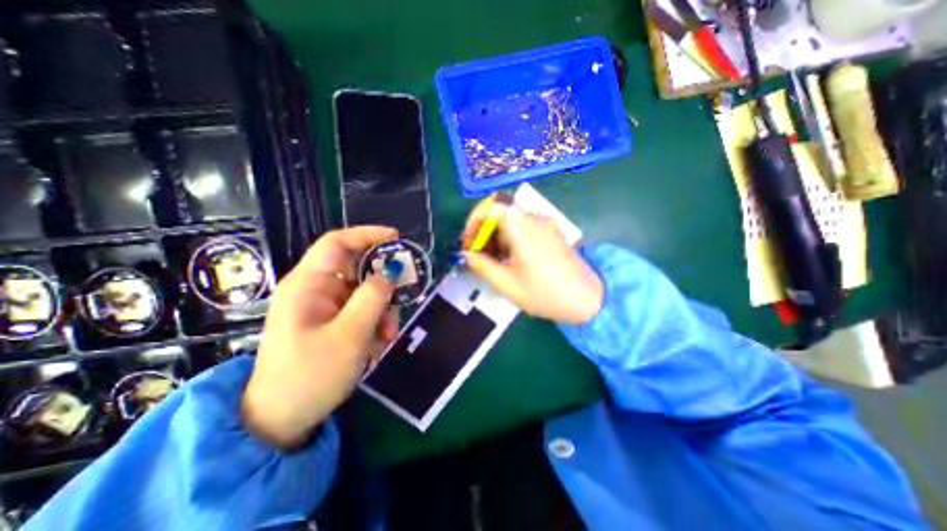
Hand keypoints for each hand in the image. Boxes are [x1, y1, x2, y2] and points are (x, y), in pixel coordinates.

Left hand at [241, 226, 399, 449]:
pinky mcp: (332, 322)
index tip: (397, 238)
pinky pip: (361, 311)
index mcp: (308, 285)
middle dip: (382, 286)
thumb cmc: (311, 376)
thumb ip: (373, 298)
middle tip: (400, 302)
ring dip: (382, 311)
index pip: (337, 243)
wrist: (283, 420)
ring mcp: (324, 307)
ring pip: (365, 293)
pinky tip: (376, 346)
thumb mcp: (350, 336)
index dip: (367, 235)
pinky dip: (374, 324)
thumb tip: (391, 270)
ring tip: (386, 338)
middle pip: (357, 270)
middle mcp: (315, 289)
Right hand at [463, 200, 602, 323]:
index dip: (474, 221)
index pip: (491, 206)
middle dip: (483, 232)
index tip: (469, 242)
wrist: (588, 299)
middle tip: (476, 255)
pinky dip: (509, 239)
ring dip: (495, 237)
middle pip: (500, 213)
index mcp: (522, 227)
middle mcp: (533, 219)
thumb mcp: (507, 284)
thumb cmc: (545, 293)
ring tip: (490, 261)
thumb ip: (482, 266)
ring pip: (511, 221)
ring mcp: (544, 225)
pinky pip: (523, 228)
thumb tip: (468, 255)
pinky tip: (508, 260)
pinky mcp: (550, 233)